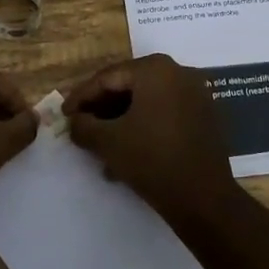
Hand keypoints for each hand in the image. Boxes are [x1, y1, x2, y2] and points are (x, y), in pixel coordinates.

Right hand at [62, 53, 239, 225]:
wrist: (203, 198)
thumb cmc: (152, 160)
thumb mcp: (108, 142)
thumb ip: (84, 126)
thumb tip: (74, 121)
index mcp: (155, 69)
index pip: (108, 77)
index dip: (81, 97)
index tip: (64, 115)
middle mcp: (178, 73)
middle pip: (128, 87)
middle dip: (102, 110)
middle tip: (80, 127)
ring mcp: (195, 94)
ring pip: (146, 103)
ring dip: (120, 122)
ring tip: (99, 147)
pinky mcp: (203, 117)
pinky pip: (164, 114)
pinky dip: (143, 128)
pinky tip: (126, 154)